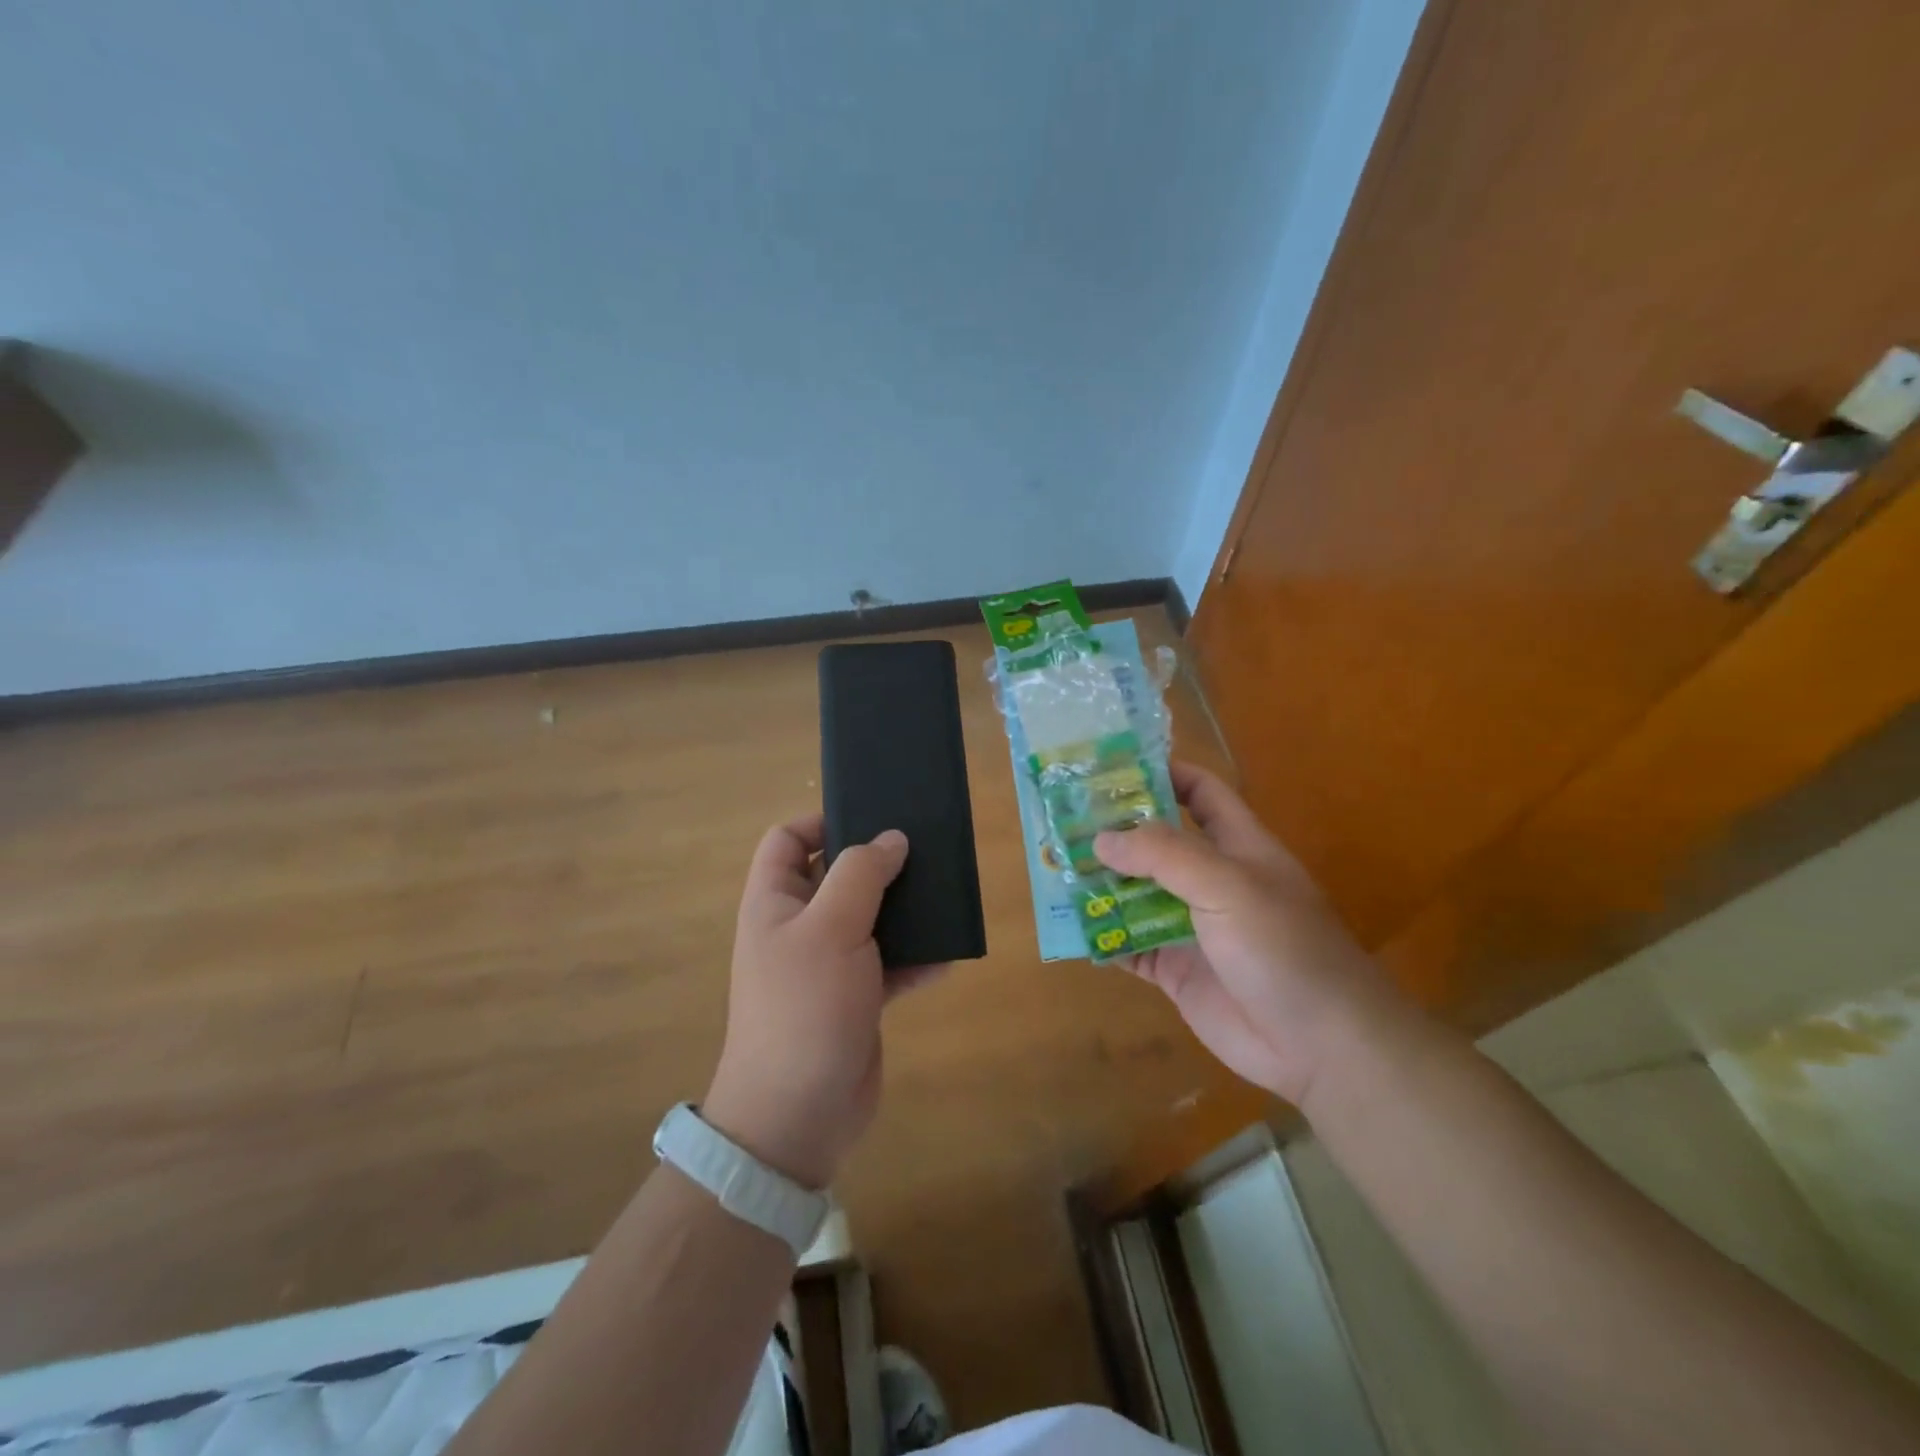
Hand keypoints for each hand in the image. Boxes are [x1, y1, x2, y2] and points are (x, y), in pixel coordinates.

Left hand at [704, 815, 933, 1190]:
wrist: (799, 1115)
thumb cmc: (805, 1006)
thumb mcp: (831, 927)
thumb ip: (861, 874)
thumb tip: (891, 838)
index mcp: (776, 901)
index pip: (787, 840)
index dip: (821, 821)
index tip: (871, 818)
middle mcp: (799, 926)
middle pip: (837, 875)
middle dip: (878, 863)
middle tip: (923, 850)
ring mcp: (828, 964)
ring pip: (869, 918)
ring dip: (904, 910)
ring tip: (944, 896)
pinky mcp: (856, 997)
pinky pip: (889, 964)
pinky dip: (915, 959)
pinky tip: (947, 957)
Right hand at [1093, 763, 1406, 1108]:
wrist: (1321, 1045)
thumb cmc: (1283, 947)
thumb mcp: (1228, 885)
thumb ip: (1165, 855)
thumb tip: (1102, 838)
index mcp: (1236, 845)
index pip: (1201, 791)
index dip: (1163, 773)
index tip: (1110, 769)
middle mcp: (1210, 880)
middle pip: (1156, 843)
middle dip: (1114, 831)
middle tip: (1061, 821)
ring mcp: (1190, 926)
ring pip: (1136, 894)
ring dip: (1101, 884)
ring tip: (1053, 869)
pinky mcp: (1175, 969)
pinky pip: (1130, 946)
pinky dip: (1103, 937)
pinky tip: (1071, 929)